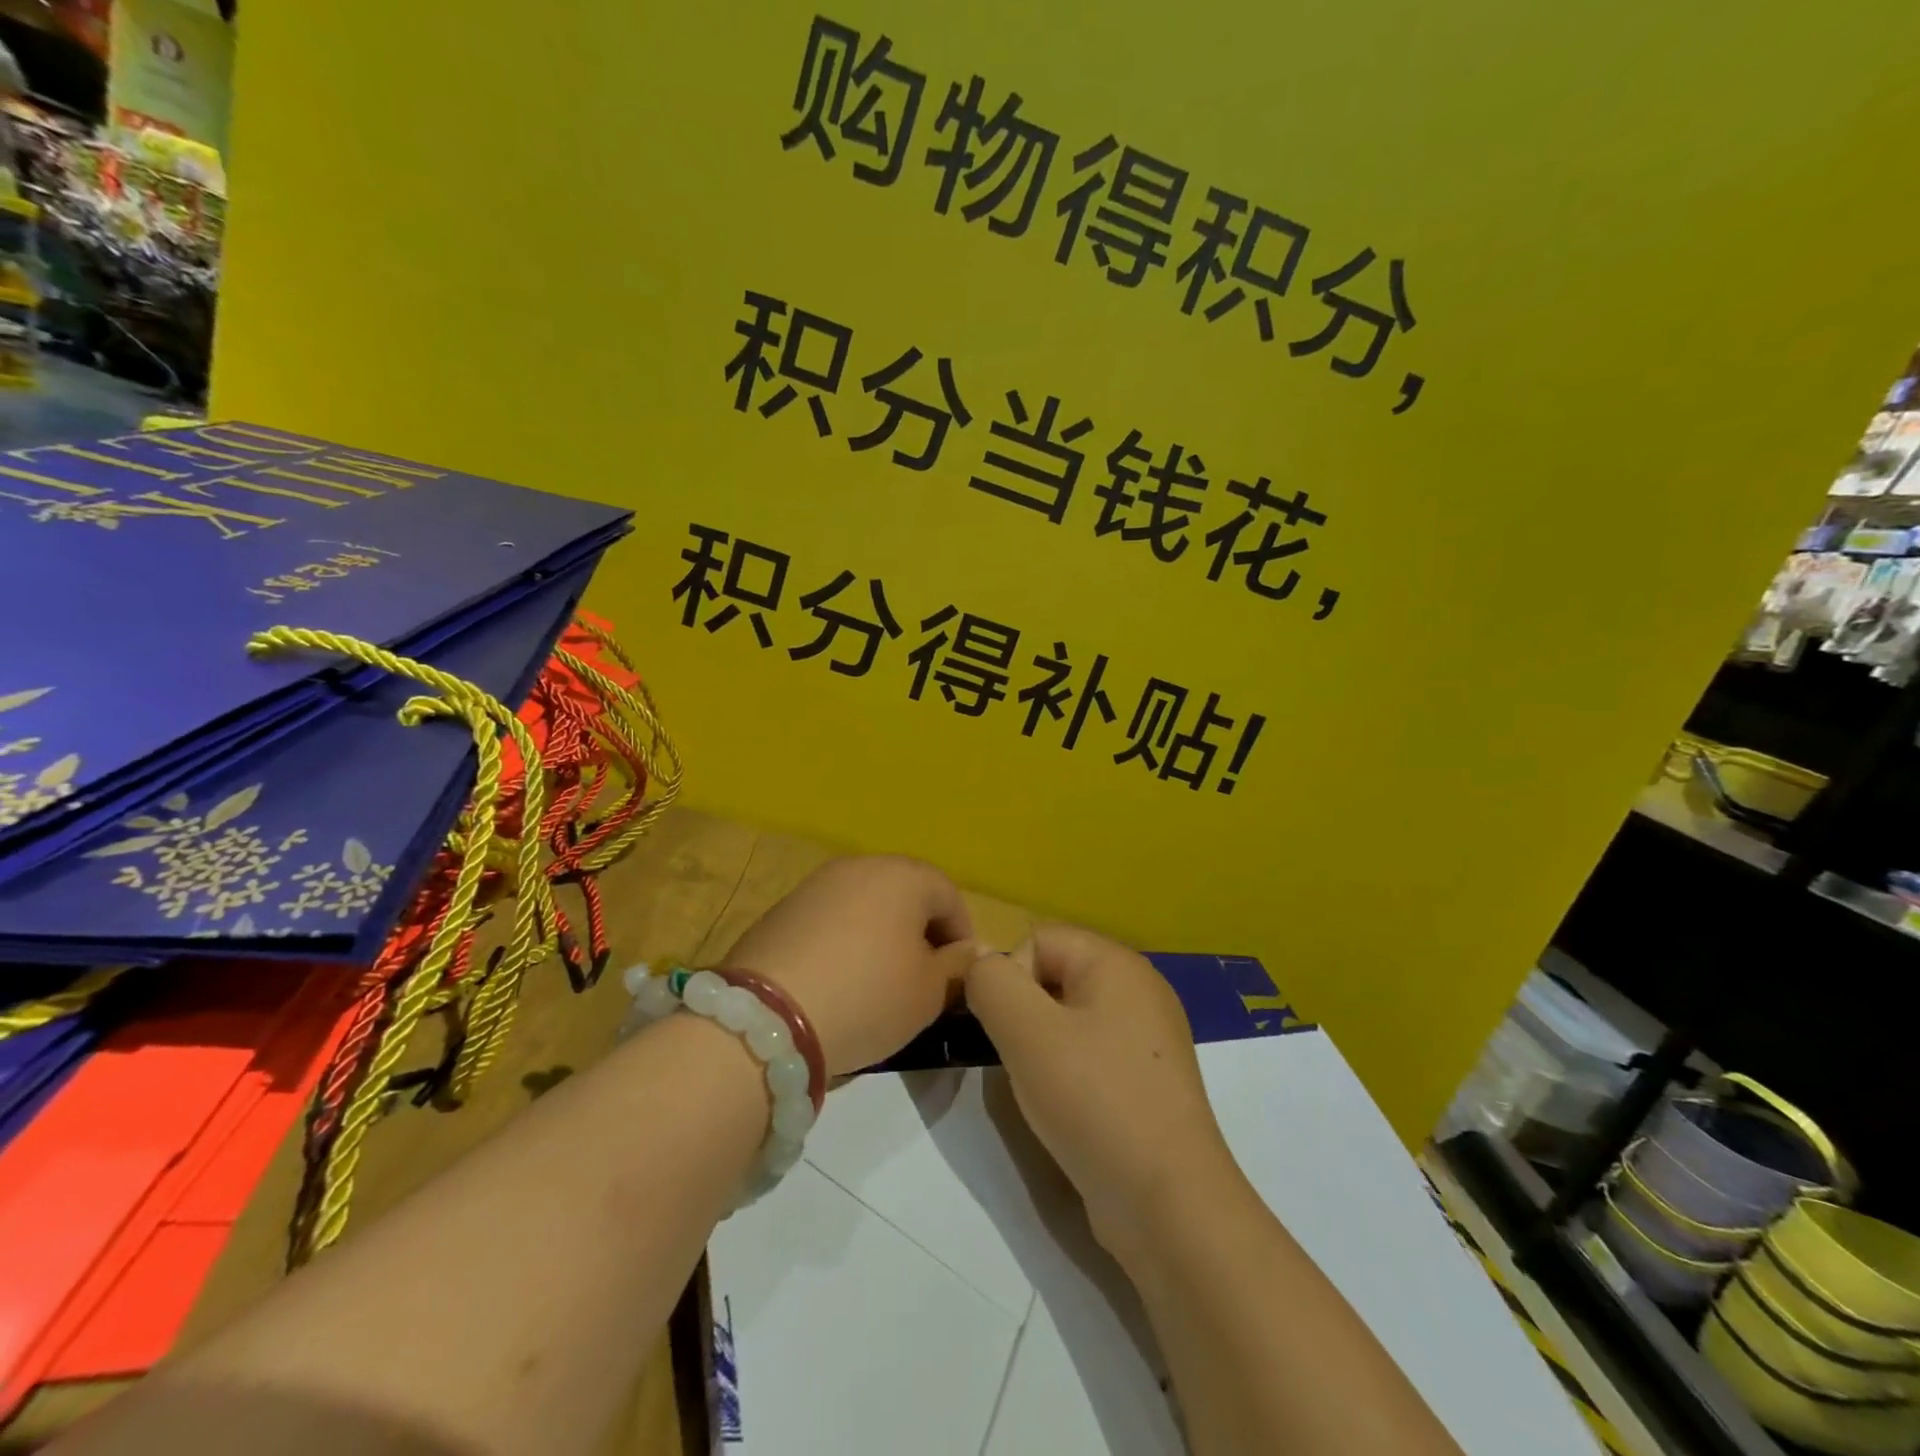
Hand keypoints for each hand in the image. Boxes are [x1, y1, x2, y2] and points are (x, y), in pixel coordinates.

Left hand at [723, 856, 976, 1076]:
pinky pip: (830, 921)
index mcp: (903, 875)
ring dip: (881, 937)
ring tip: (880, 983)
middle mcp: (859, 866)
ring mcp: (815, 885)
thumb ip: (957, 966)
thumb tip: (962, 954)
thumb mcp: (929, 992)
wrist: (768, 1017)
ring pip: (865, 906)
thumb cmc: (868, 996)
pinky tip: (838, 982)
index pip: (949, 896)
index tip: (960, 977)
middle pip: (905, 894)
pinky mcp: (782, 910)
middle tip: (923, 979)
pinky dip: (844, 944)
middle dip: (920, 933)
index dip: (962, 936)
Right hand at [965, 925, 1237, 1266]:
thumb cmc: (1095, 1101)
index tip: (1008, 1032)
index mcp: (1117, 963)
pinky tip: (1071, 1110)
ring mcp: (1148, 1038)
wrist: (1169, 1205)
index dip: (1010, 979)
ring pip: (1068, 1019)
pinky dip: (1070, 1074)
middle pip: (1054, 977)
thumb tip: (980, 965)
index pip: (1038, 940)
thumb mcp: (1026, 1032)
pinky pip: (1092, 1054)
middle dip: (1024, 1015)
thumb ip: (991, 983)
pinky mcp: (1148, 1080)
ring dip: (1042, 1048)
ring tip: (1046, 1090)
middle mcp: (1139, 989)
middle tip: (1022, 1063)